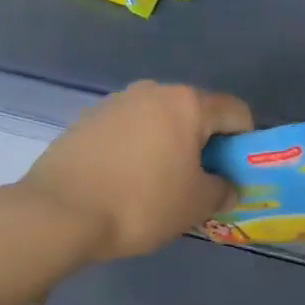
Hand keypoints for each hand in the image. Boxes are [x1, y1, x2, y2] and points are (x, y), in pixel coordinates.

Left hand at [18, 81, 252, 260]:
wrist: (59, 212)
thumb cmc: (141, 203)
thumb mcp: (197, 204)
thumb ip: (223, 189)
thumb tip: (225, 185)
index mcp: (187, 103)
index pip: (236, 112)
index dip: (245, 143)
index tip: (235, 174)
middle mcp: (153, 91)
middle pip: (196, 113)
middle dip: (206, 144)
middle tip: (200, 183)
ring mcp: (116, 102)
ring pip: (160, 121)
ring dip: (171, 146)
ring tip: (159, 185)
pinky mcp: (87, 119)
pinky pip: (130, 131)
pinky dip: (139, 150)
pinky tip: (126, 182)